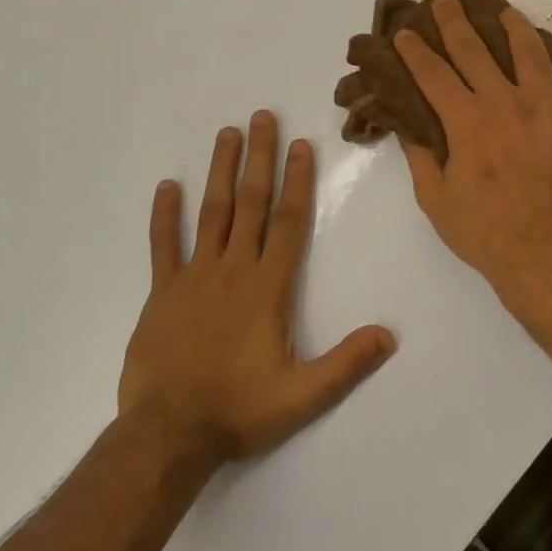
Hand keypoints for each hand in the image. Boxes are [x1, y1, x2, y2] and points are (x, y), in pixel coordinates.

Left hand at [119, 112, 396, 462]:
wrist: (168, 434)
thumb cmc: (239, 410)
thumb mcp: (303, 396)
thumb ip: (347, 363)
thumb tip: (389, 335)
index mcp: (267, 288)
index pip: (288, 222)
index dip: (297, 181)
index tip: (301, 144)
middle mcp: (232, 270)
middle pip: (251, 204)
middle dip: (259, 158)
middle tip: (262, 117)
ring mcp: (193, 278)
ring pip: (211, 213)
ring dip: (220, 172)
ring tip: (226, 134)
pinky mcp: (162, 293)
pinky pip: (163, 246)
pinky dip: (165, 215)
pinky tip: (167, 186)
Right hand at [394, 0, 551, 320]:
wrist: (547, 258)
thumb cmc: (484, 233)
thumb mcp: (436, 200)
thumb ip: (420, 157)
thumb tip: (408, 124)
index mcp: (467, 121)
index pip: (433, 73)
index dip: (415, 50)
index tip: (405, 33)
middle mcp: (506, 103)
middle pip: (475, 50)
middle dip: (455, 21)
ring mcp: (549, 109)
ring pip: (531, 53)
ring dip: (514, 28)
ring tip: (506, 14)